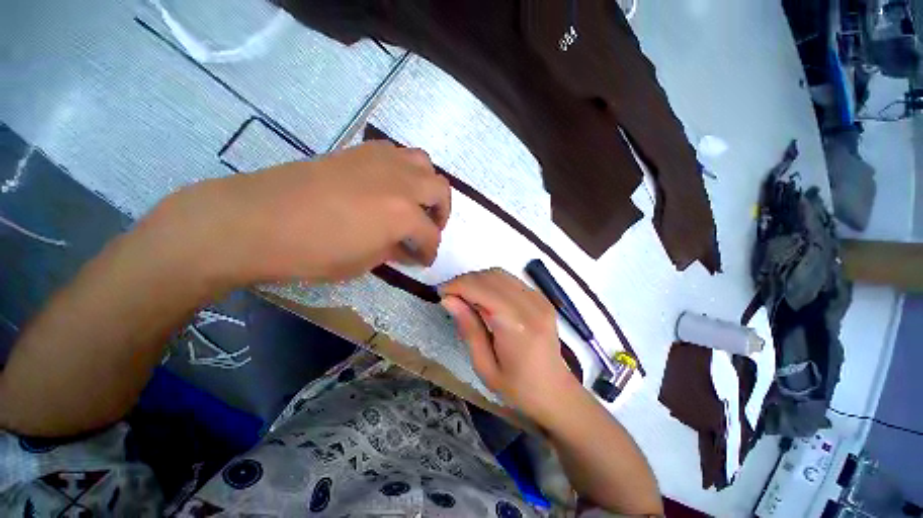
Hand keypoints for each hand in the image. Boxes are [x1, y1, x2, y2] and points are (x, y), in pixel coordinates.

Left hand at [147, 140, 450, 285]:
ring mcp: (381, 160)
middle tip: (429, 228)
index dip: (430, 251)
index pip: (430, 235)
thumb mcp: (364, 262)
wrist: (257, 220)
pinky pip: (397, 153)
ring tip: (416, 202)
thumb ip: (395, 251)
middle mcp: (401, 182)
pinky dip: (404, 170)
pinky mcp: (360, 151)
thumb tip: (408, 248)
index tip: (424, 259)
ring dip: (427, 185)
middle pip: (440, 189)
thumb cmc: (313, 252)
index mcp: (403, 215)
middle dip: (441, 212)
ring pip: (423, 163)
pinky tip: (390, 185)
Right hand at [439, 268, 582, 424]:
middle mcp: (531, 304)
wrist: (555, 392)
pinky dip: (491, 283)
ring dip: (478, 280)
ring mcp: (539, 299)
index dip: (457, 285)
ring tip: (464, 296)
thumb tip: (448, 300)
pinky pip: (510, 280)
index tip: (441, 293)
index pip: (481, 289)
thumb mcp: (485, 366)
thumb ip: (468, 329)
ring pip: (500, 274)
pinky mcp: (541, 298)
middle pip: (491, 276)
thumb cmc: (517, 388)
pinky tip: (484, 298)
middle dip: (465, 280)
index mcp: (516, 325)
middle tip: (450, 296)